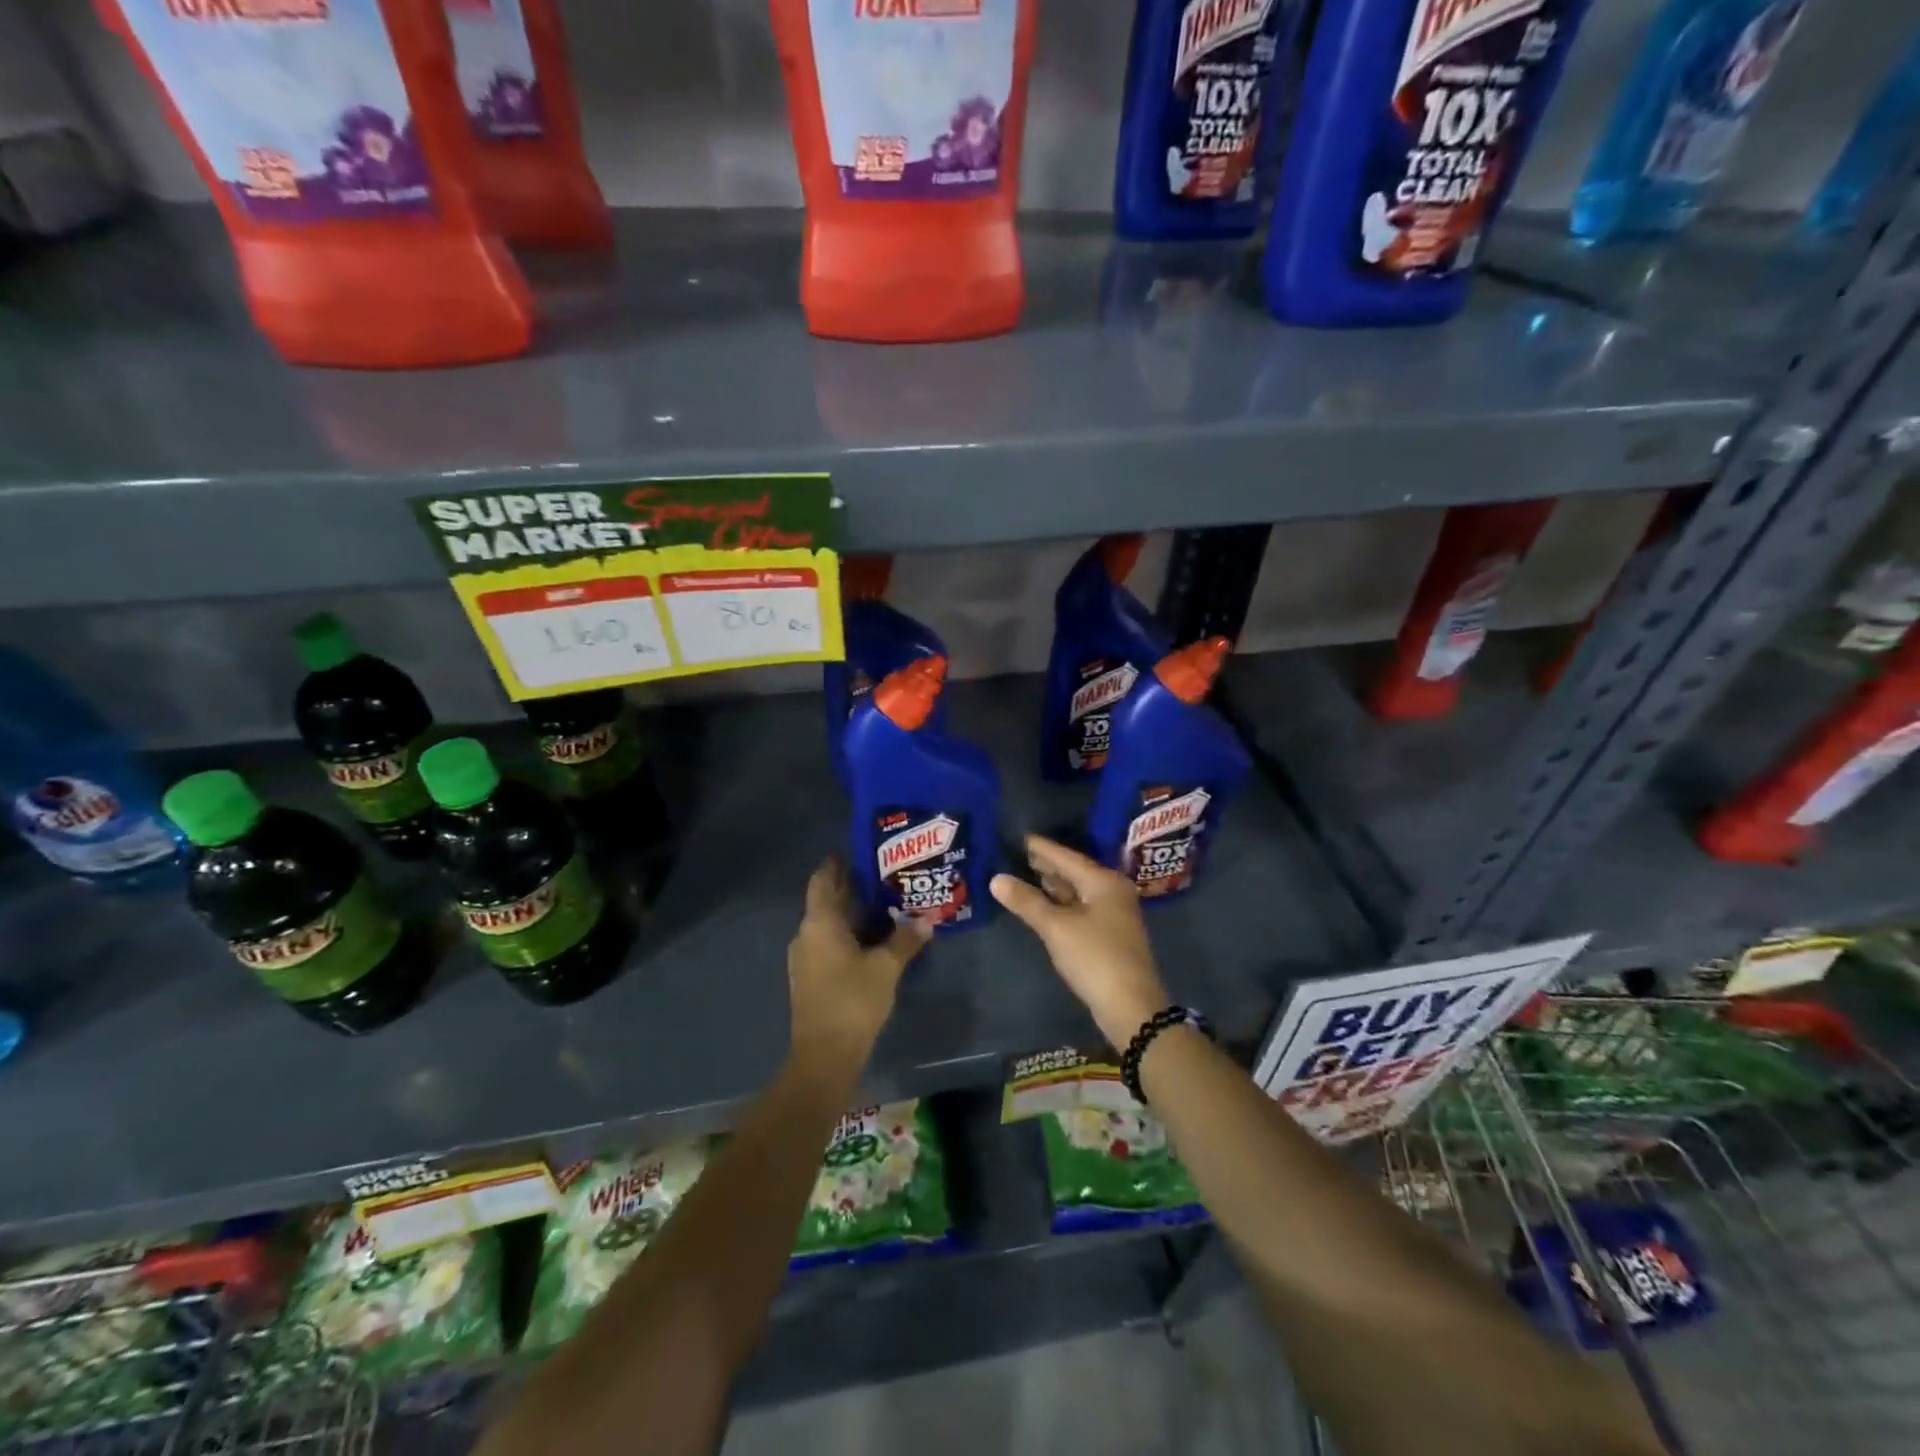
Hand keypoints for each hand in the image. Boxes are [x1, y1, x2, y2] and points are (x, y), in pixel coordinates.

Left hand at [787, 858, 928, 1062]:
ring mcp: (805, 957)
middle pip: (827, 900)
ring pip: (829, 924)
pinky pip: (829, 943)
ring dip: (853, 914)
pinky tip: (874, 940)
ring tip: (887, 906)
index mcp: (819, 922)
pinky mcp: (811, 977)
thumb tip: (927, 918)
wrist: (824, 1056)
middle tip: (886, 876)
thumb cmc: (853, 1001)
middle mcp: (807, 933)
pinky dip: (849, 935)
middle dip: (853, 888)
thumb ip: (906, 939)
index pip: (824, 879)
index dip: (839, 863)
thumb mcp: (886, 967)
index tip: (862, 852)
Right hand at [991, 835, 1169, 1050]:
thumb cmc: (1094, 958)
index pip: (1066, 856)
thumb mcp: (1056, 928)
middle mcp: (1112, 891)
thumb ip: (1027, 901)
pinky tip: (1043, 904)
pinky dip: (1061, 903)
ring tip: (1024, 874)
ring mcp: (1113, 914)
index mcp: (1104, 881)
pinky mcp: (1109, 934)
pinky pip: (1080, 908)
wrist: (1131, 1006)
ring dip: (1053, 885)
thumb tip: (996, 878)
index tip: (1019, 836)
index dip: (1041, 847)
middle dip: (1046, 865)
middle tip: (1016, 854)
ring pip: (1077, 891)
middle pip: (1074, 871)